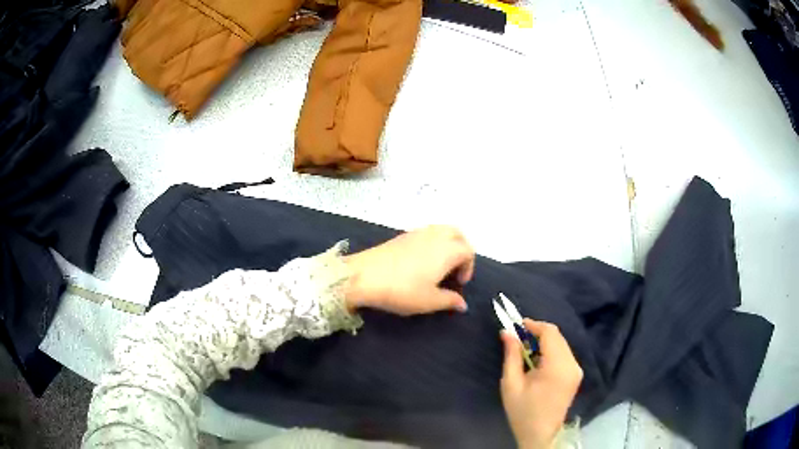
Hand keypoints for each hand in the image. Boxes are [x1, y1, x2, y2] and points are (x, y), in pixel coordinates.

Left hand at [344, 225, 474, 314]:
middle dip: (461, 249)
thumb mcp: (429, 301)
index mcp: (447, 250)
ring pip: (441, 230)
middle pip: (457, 234)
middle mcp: (435, 236)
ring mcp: (417, 233)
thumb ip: (450, 301)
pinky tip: (420, 262)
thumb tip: (462, 304)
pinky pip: (426, 233)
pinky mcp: (402, 235)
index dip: (468, 268)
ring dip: (447, 244)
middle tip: (454, 269)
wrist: (364, 276)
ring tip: (439, 266)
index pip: (468, 251)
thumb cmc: (402, 290)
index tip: (458, 284)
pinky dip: (432, 243)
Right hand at [500, 319, 582, 448]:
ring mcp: (576, 370)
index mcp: (557, 366)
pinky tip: (537, 361)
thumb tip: (507, 332)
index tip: (516, 325)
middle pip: (557, 336)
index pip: (550, 333)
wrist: (540, 435)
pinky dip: (550, 351)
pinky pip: (564, 353)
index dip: (534, 324)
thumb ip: (511, 356)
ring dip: (544, 342)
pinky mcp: (575, 375)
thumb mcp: (511, 384)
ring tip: (525, 350)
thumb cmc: (523, 412)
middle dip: (538, 333)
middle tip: (517, 338)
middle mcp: (572, 364)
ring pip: (561, 344)